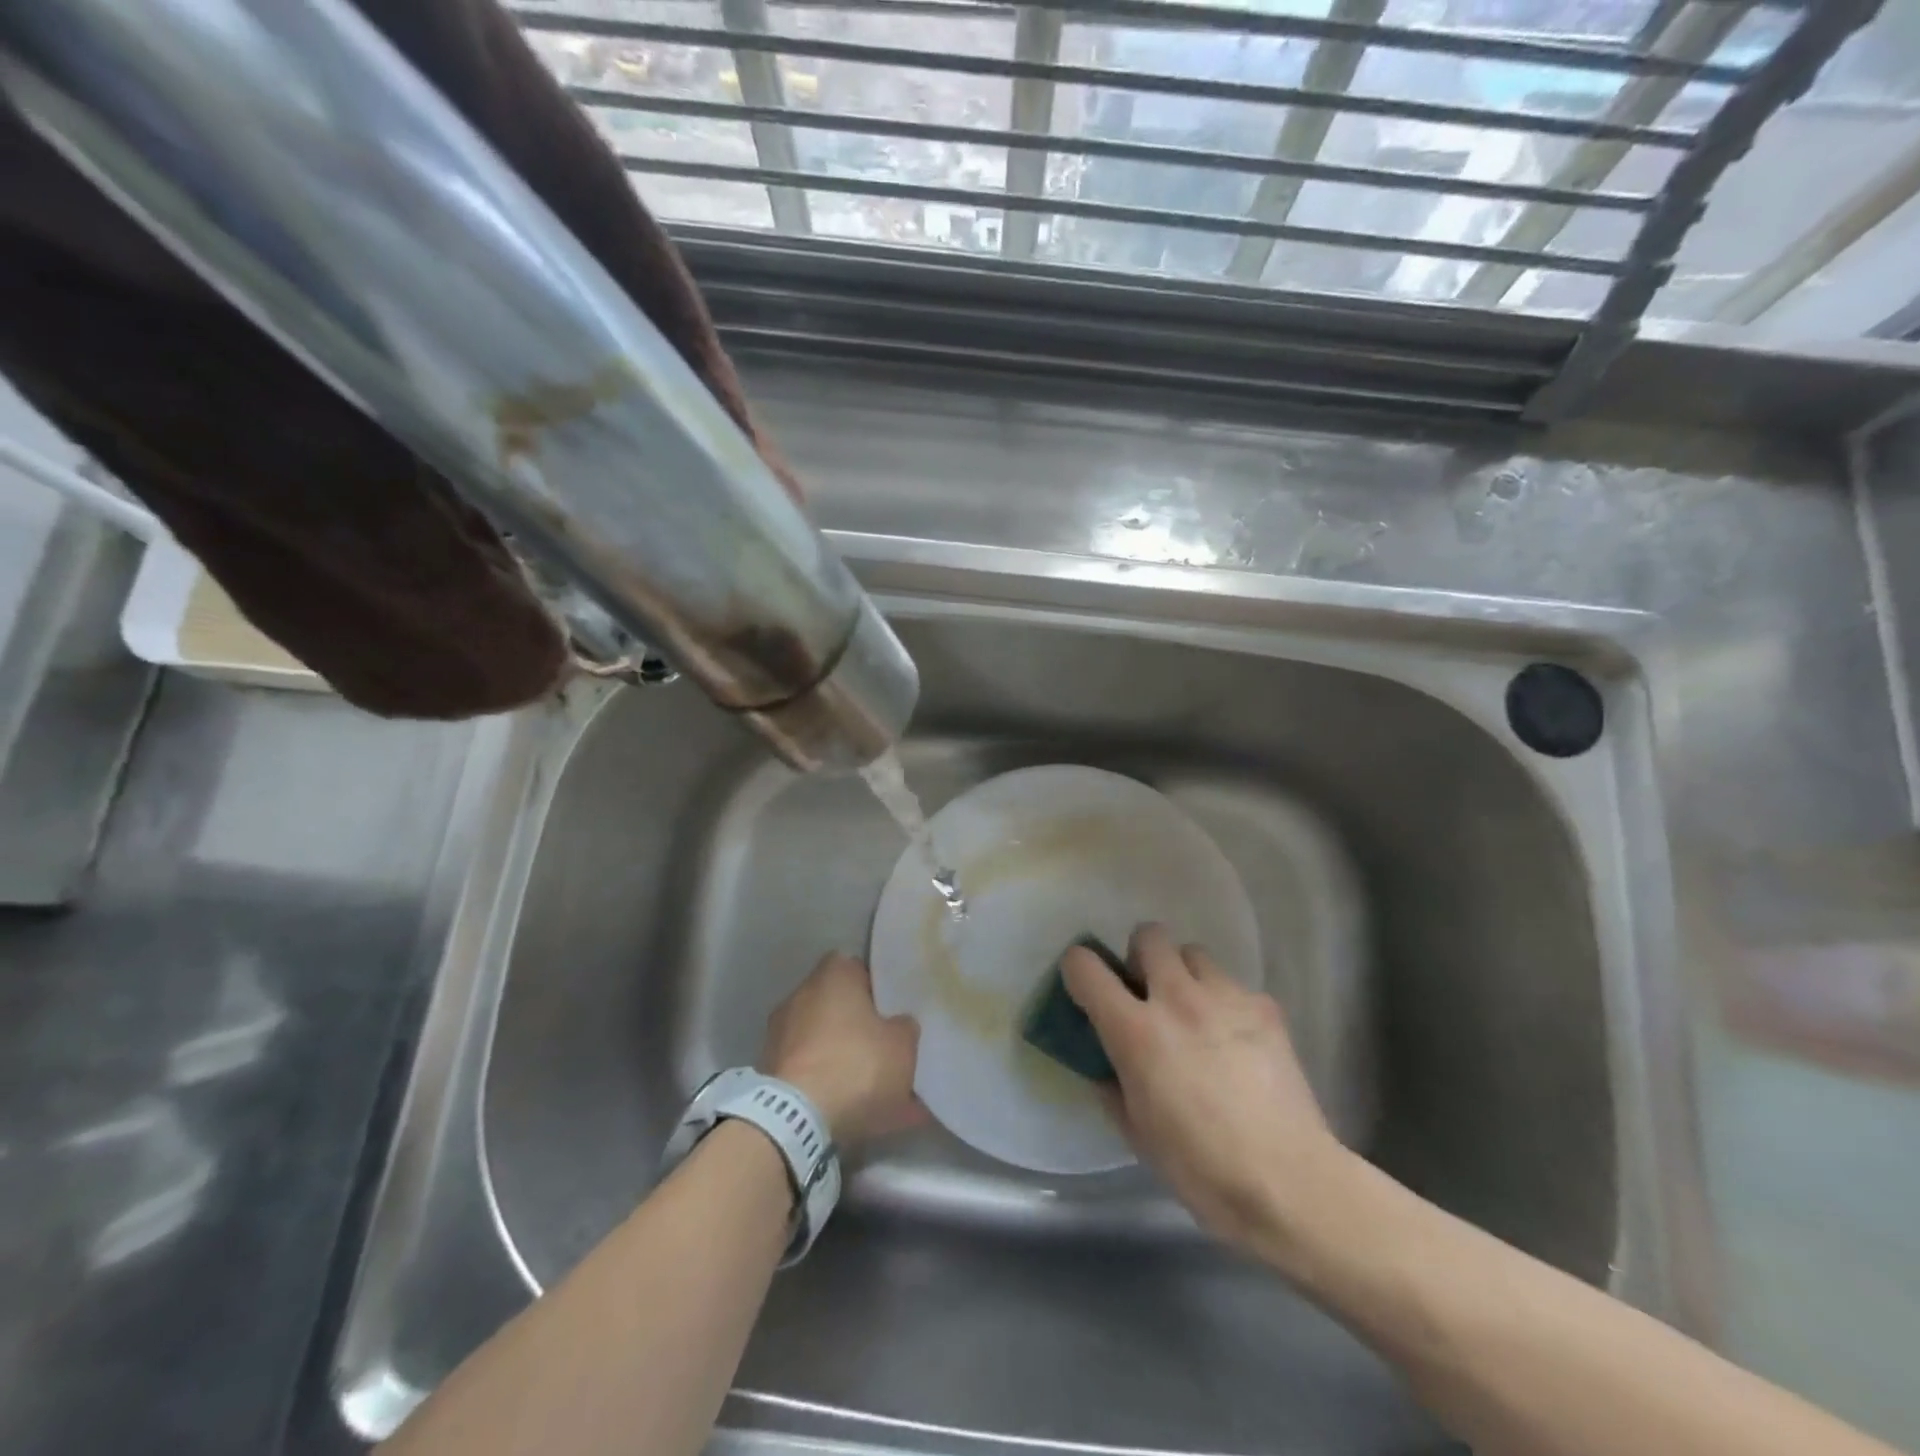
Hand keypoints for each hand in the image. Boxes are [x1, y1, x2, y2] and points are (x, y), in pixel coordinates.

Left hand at [760, 952, 924, 1147]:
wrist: (796, 1119)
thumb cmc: (855, 1065)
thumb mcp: (902, 1045)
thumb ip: (904, 1028)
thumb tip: (898, 1024)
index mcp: (833, 975)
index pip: (859, 969)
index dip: (878, 990)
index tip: (894, 1012)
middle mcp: (802, 995)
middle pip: (840, 1008)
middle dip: (861, 1030)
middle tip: (888, 1052)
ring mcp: (781, 1035)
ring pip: (827, 1045)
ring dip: (847, 1063)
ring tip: (879, 1095)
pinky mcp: (770, 1073)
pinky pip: (812, 1075)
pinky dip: (830, 1090)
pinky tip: (858, 1116)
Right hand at [1061, 923, 1352, 1261]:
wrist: (1290, 1183)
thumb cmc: (1201, 1168)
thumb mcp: (1136, 1133)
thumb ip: (1112, 1085)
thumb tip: (1107, 1065)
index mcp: (1136, 1030)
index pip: (1085, 967)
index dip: (1078, 969)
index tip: (1085, 988)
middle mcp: (1177, 999)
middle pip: (1149, 935)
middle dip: (1141, 957)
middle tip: (1148, 994)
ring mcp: (1225, 997)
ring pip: (1194, 954)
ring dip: (1185, 975)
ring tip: (1196, 1014)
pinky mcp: (1265, 1007)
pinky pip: (1235, 986)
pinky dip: (1226, 1004)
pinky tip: (1237, 1042)